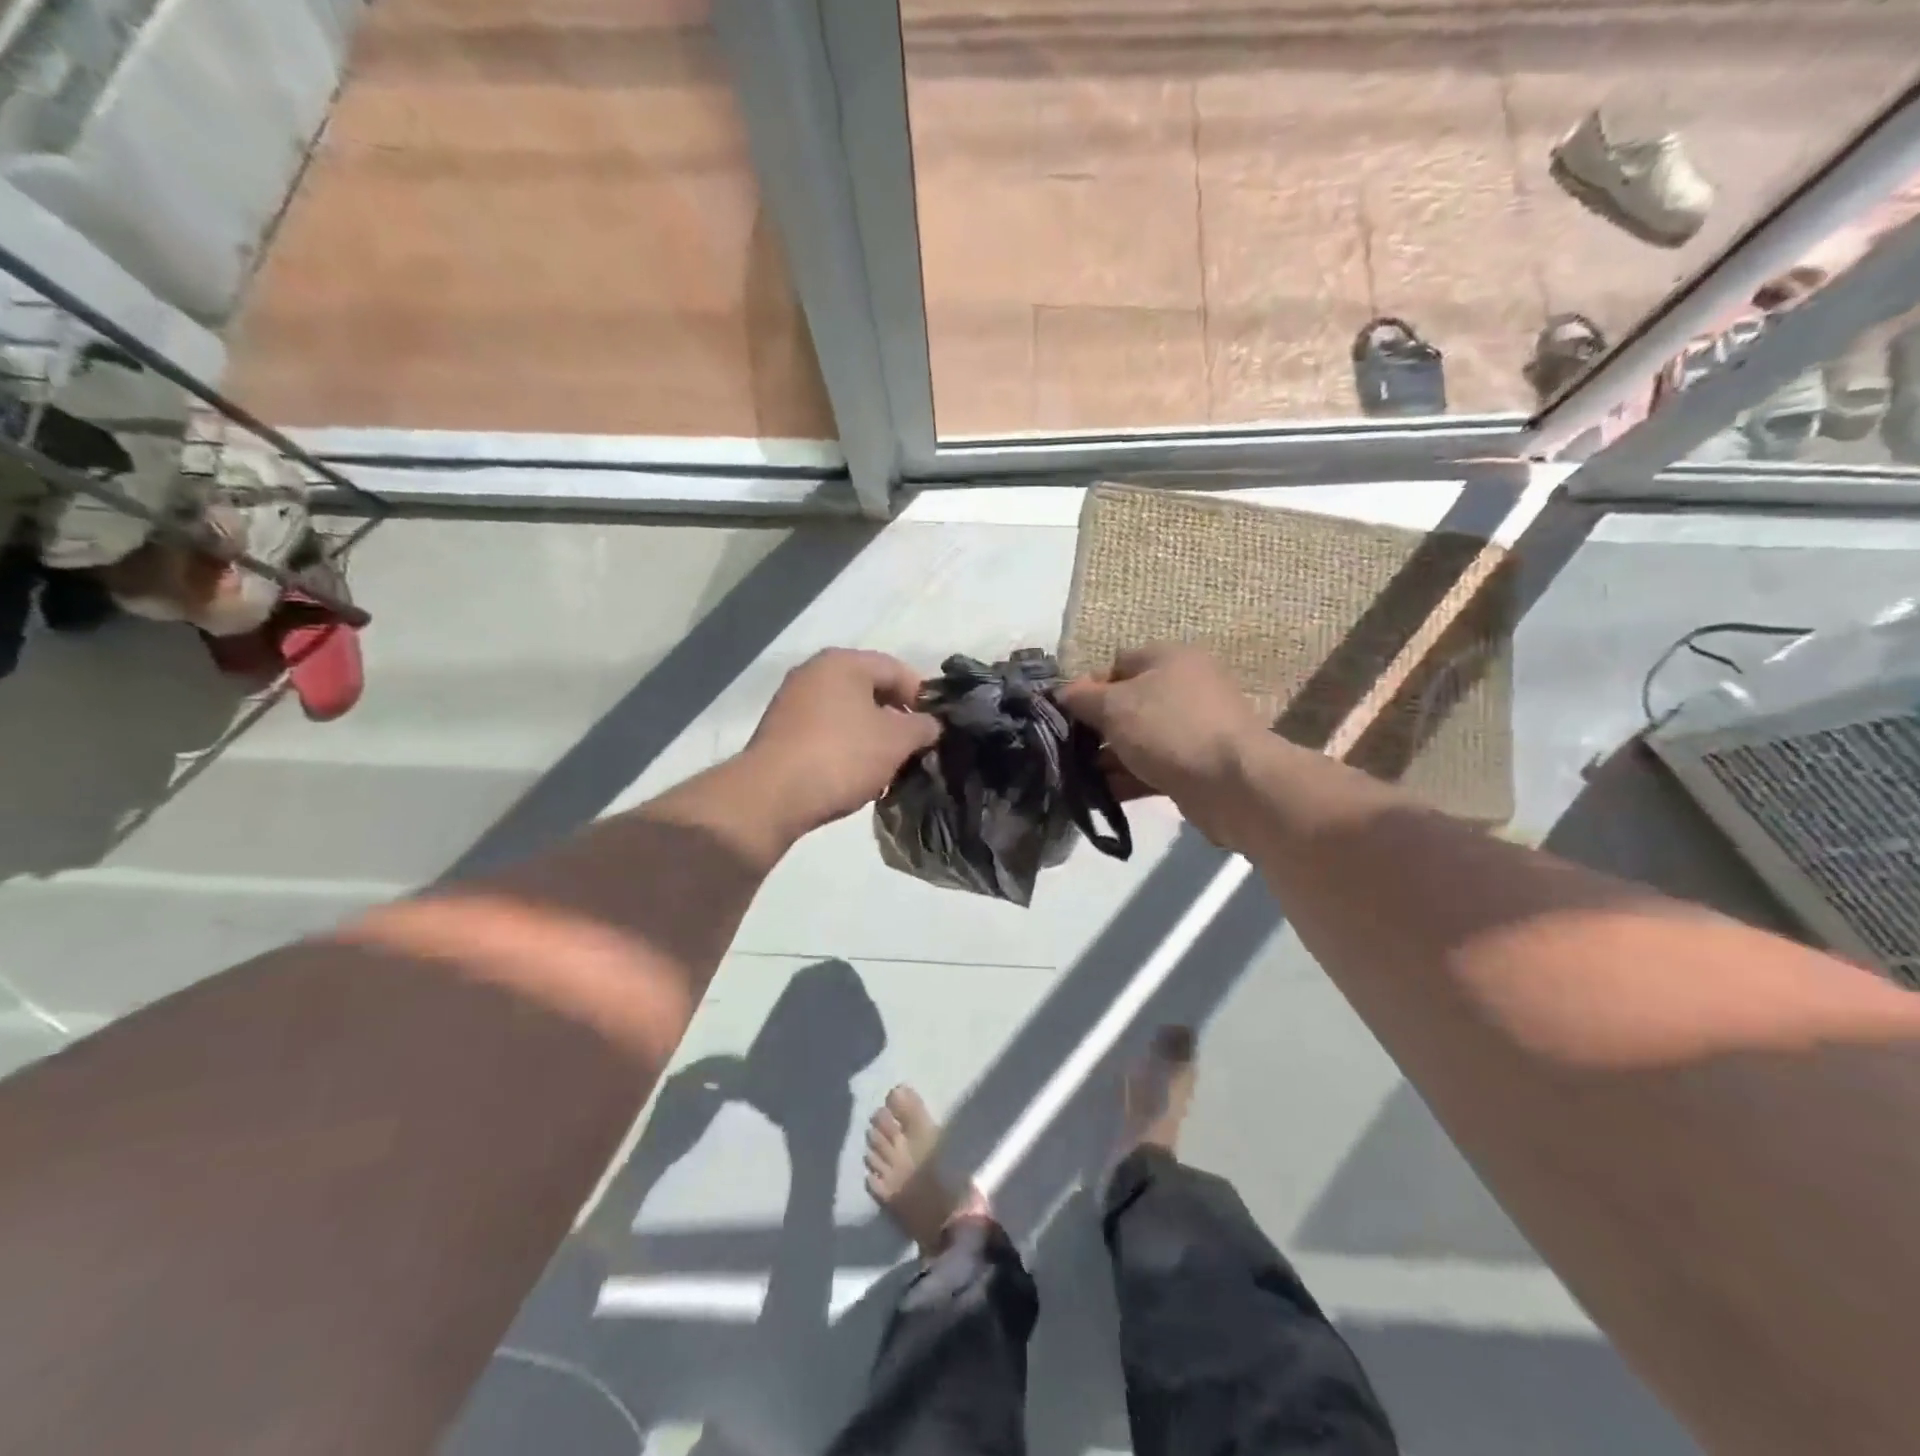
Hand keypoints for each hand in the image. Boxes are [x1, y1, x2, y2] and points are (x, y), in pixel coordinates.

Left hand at [742, 649, 941, 836]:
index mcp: (843, 662)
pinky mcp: (779, 731)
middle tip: (915, 748)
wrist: (772, 795)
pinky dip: (845, 746)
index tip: (936, 728)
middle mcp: (814, 672)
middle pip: (870, 689)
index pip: (896, 669)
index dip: (923, 697)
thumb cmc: (842, 756)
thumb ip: (923, 727)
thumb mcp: (896, 741)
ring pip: (847, 712)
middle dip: (897, 718)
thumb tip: (931, 725)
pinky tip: (856, 773)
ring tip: (888, 766)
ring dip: (872, 735)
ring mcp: (792, 701)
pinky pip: (825, 730)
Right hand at [1057, 644, 1264, 842]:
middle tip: (1067, 749)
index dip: (1086, 687)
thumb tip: (1062, 693)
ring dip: (1109, 757)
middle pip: (1127, 703)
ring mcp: (1194, 728)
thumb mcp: (1113, 706)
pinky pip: (1154, 766)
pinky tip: (1101, 795)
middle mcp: (1184, 687)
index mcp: (1169, 659)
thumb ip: (1081, 698)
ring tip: (1078, 777)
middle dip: (1096, 727)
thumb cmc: (1168, 729)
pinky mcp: (1197, 764)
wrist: (1232, 783)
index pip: (1116, 664)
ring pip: (1139, 738)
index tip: (1064, 715)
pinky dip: (1129, 777)